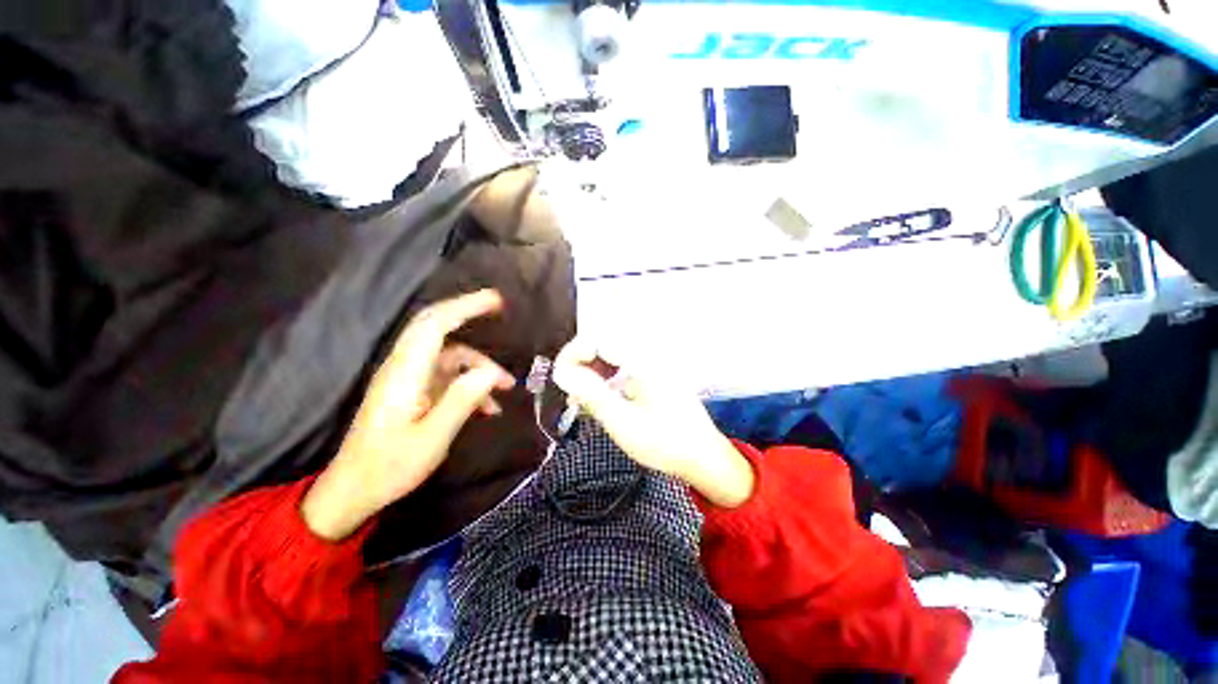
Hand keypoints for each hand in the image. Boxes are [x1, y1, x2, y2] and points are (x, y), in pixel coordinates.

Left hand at [301, 290, 515, 540]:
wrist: (354, 490)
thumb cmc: (390, 467)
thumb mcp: (432, 439)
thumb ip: (461, 401)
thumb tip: (489, 372)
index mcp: (405, 373)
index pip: (434, 325)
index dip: (465, 307)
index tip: (495, 300)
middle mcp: (404, 367)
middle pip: (437, 327)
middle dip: (469, 313)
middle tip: (501, 308)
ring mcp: (409, 379)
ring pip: (450, 355)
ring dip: (480, 366)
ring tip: (507, 388)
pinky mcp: (414, 391)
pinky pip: (448, 376)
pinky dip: (470, 384)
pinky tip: (488, 408)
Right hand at [552, 337, 754, 507]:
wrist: (703, 457)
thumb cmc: (665, 443)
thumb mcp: (622, 423)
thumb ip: (591, 394)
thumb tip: (562, 372)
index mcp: (643, 361)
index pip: (598, 339)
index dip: (574, 354)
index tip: (562, 377)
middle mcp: (648, 355)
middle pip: (603, 345)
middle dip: (580, 365)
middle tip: (570, 391)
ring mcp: (652, 365)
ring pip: (610, 357)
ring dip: (591, 373)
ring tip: (580, 399)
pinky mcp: (652, 375)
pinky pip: (621, 368)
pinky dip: (605, 380)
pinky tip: (599, 399)